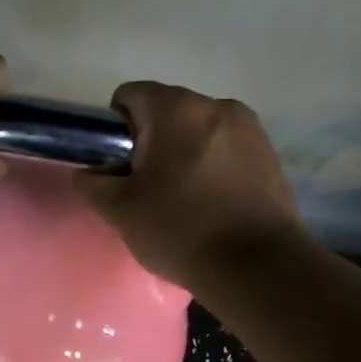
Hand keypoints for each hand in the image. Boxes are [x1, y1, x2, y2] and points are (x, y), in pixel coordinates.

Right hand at [75, 81, 301, 288]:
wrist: (257, 266)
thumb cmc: (179, 228)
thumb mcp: (118, 210)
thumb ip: (92, 183)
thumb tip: (89, 173)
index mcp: (175, 109)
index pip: (130, 95)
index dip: (115, 127)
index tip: (118, 164)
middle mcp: (216, 105)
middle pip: (167, 112)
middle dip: (151, 141)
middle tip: (145, 187)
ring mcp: (250, 129)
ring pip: (199, 131)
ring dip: (184, 152)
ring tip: (182, 198)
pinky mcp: (271, 155)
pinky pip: (227, 149)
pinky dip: (213, 166)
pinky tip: (212, 204)